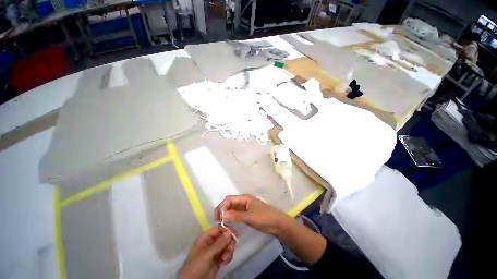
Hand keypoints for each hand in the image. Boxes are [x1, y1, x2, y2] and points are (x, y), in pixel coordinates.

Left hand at [179, 227, 235, 278]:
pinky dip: (228, 256)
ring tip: (226, 258)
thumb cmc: (197, 265)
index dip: (225, 230)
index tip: (234, 233)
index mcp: (205, 238)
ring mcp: (214, 252)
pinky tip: (225, 262)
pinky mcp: (218, 260)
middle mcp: (210, 243)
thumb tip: (230, 232)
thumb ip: (219, 243)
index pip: (217, 229)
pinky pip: (226, 254)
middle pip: (223, 237)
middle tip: (231, 248)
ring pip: (226, 245)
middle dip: (228, 242)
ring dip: (228, 250)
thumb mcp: (207, 253)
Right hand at [214, 194, 292, 236]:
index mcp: (244, 198)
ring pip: (232, 209)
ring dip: (226, 215)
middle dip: (222, 210)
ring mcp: (245, 208)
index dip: (222, 206)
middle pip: (230, 203)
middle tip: (218, 222)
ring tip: (222, 224)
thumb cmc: (264, 217)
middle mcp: (244, 201)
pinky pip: (237, 215)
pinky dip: (232, 219)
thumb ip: (235, 215)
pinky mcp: (247, 214)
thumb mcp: (249, 217)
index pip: (229, 199)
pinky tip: (230, 225)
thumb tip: (222, 215)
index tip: (218, 218)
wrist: (277, 223)